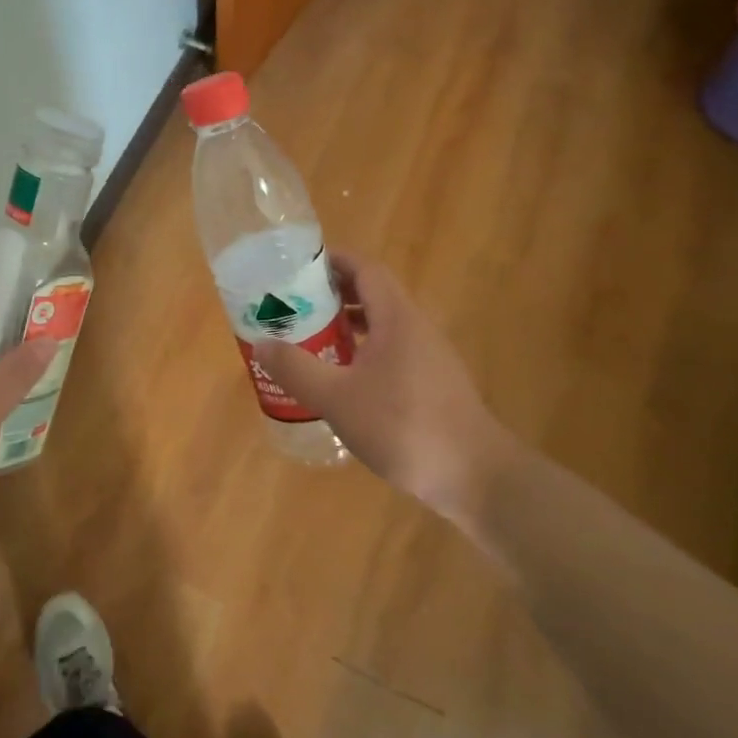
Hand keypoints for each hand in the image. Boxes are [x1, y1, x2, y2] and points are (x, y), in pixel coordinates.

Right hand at [256, 255, 525, 524]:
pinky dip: (362, 351)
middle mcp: (416, 327)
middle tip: (292, 306)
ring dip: (346, 325)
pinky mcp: (432, 383)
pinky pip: (391, 351)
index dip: (332, 261)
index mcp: (397, 318)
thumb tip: (261, 343)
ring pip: (382, 325)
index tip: (296, 268)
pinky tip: (341, 380)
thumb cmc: (404, 426)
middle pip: (372, 294)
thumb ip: (297, 369)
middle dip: (331, 294)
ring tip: (309, 339)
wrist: (476, 476)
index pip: (364, 269)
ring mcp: (429, 356)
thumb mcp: (337, 398)